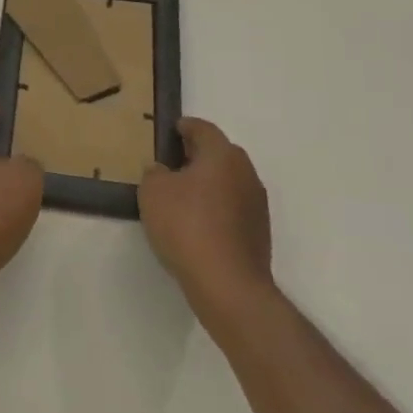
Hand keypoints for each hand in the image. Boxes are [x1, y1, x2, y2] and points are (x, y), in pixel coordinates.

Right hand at [139, 117, 275, 320]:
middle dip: (197, 154)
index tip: (171, 130)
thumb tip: (163, 171)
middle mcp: (245, 173)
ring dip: (208, 182)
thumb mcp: (153, 192)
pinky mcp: (259, 232)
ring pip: (228, 181)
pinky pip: (233, 207)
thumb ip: (154, 173)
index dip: (185, 126)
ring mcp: (256, 204)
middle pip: (220, 154)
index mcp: (222, 155)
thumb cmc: (187, 226)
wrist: (228, 285)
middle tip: (172, 161)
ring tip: (182, 195)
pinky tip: (197, 223)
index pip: (203, 129)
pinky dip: (216, 207)